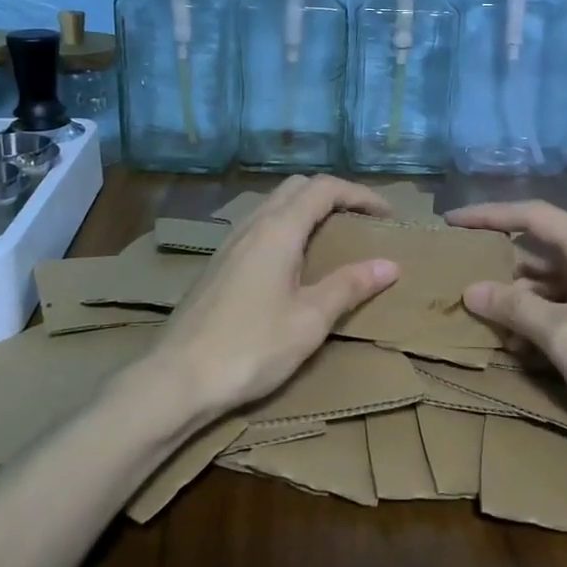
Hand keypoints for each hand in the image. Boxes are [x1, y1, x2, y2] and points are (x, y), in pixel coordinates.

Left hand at [158, 176, 399, 415]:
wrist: (176, 378)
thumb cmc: (250, 347)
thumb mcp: (309, 320)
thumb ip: (349, 286)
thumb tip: (390, 265)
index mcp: (278, 230)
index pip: (324, 189)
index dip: (359, 194)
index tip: (387, 214)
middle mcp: (252, 225)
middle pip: (297, 187)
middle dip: (333, 195)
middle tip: (361, 220)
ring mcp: (230, 242)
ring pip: (274, 204)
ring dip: (307, 209)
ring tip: (332, 237)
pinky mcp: (218, 263)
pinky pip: (259, 225)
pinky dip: (286, 226)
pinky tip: (293, 261)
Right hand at [445, 200, 566, 438]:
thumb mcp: (562, 336)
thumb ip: (514, 308)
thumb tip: (471, 290)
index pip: (533, 216)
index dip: (489, 215)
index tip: (452, 221)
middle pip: (540, 248)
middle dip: (500, 262)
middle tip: (457, 271)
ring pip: (550, 279)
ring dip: (517, 295)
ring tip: (478, 310)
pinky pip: (565, 302)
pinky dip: (539, 315)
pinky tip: (513, 339)